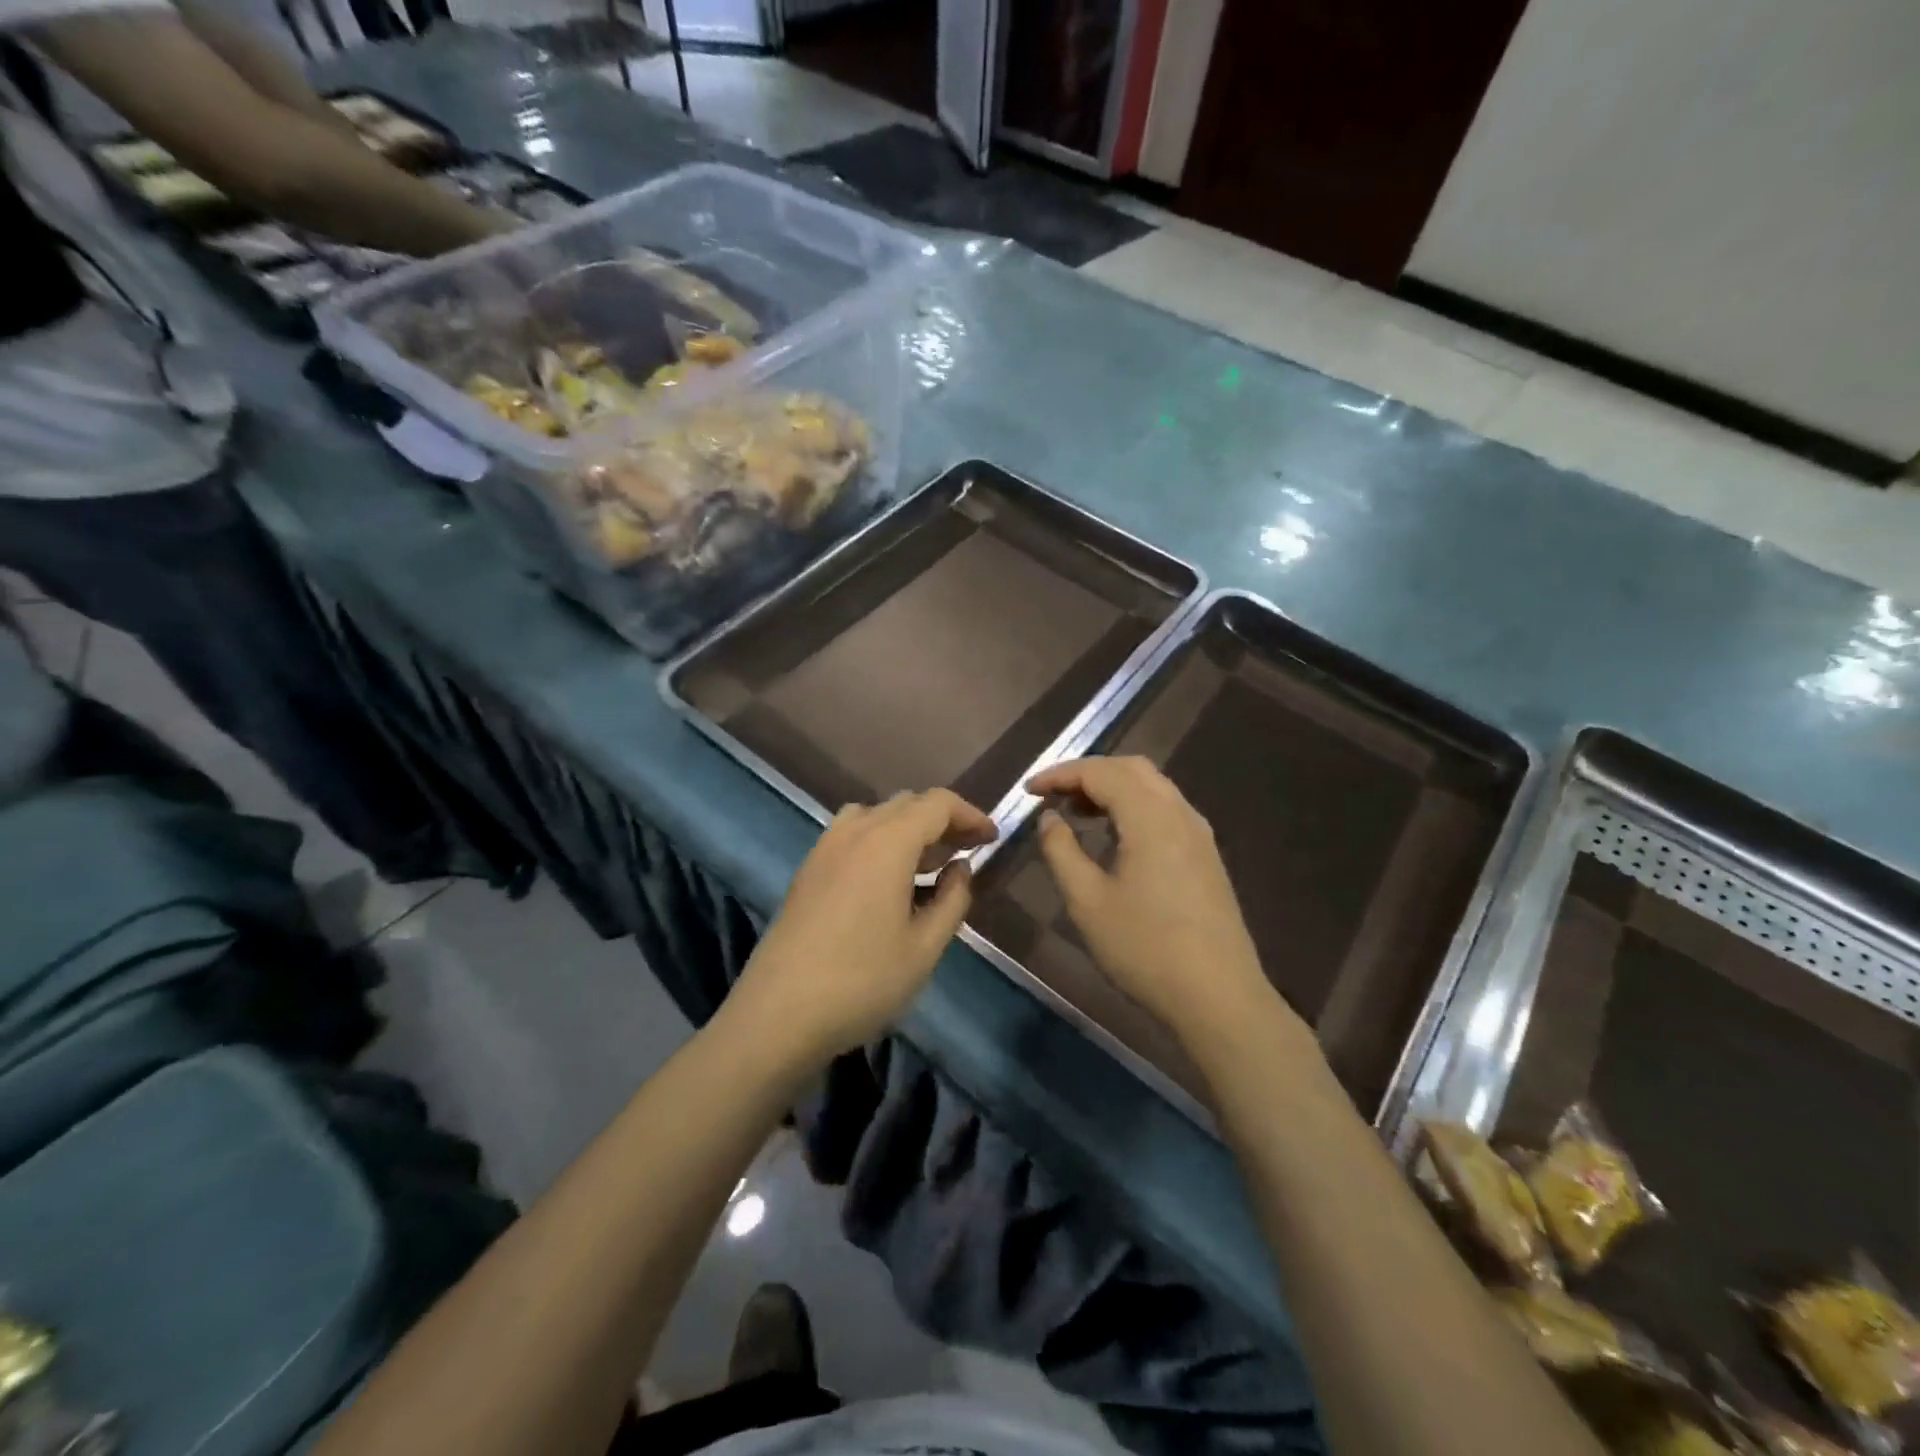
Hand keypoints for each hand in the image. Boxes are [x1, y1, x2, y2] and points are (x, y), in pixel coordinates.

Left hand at [730, 790, 997, 1064]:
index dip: (970, 815)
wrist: (778, 1014)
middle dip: (943, 820)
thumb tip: (960, 868)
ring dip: (908, 828)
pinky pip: (852, 834)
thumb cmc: (862, 981)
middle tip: (966, 852)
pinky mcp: (808, 869)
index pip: (937, 804)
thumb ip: (953, 899)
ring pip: (876, 815)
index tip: (991, 839)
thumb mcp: (924, 947)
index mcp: (887, 842)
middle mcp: (855, 831)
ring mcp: (825, 848)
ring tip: (928, 864)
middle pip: (907, 804)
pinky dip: (880, 840)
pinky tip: (887, 881)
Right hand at [1027, 757, 1284, 1047]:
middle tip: (1052, 795)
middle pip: (1131, 769)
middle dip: (1087, 773)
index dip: (1059, 774)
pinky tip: (1115, 836)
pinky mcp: (1206, 855)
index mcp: (1150, 817)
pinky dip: (1134, 806)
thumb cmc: (1145, 949)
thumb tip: (1049, 818)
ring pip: (1152, 786)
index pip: (1100, 772)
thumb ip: (1061, 851)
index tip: (1028, 791)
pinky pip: (1166, 809)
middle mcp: (1179, 813)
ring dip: (1112, 788)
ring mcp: (1199, 833)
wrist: (1218, 997)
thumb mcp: (1087, 902)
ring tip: (1078, 813)